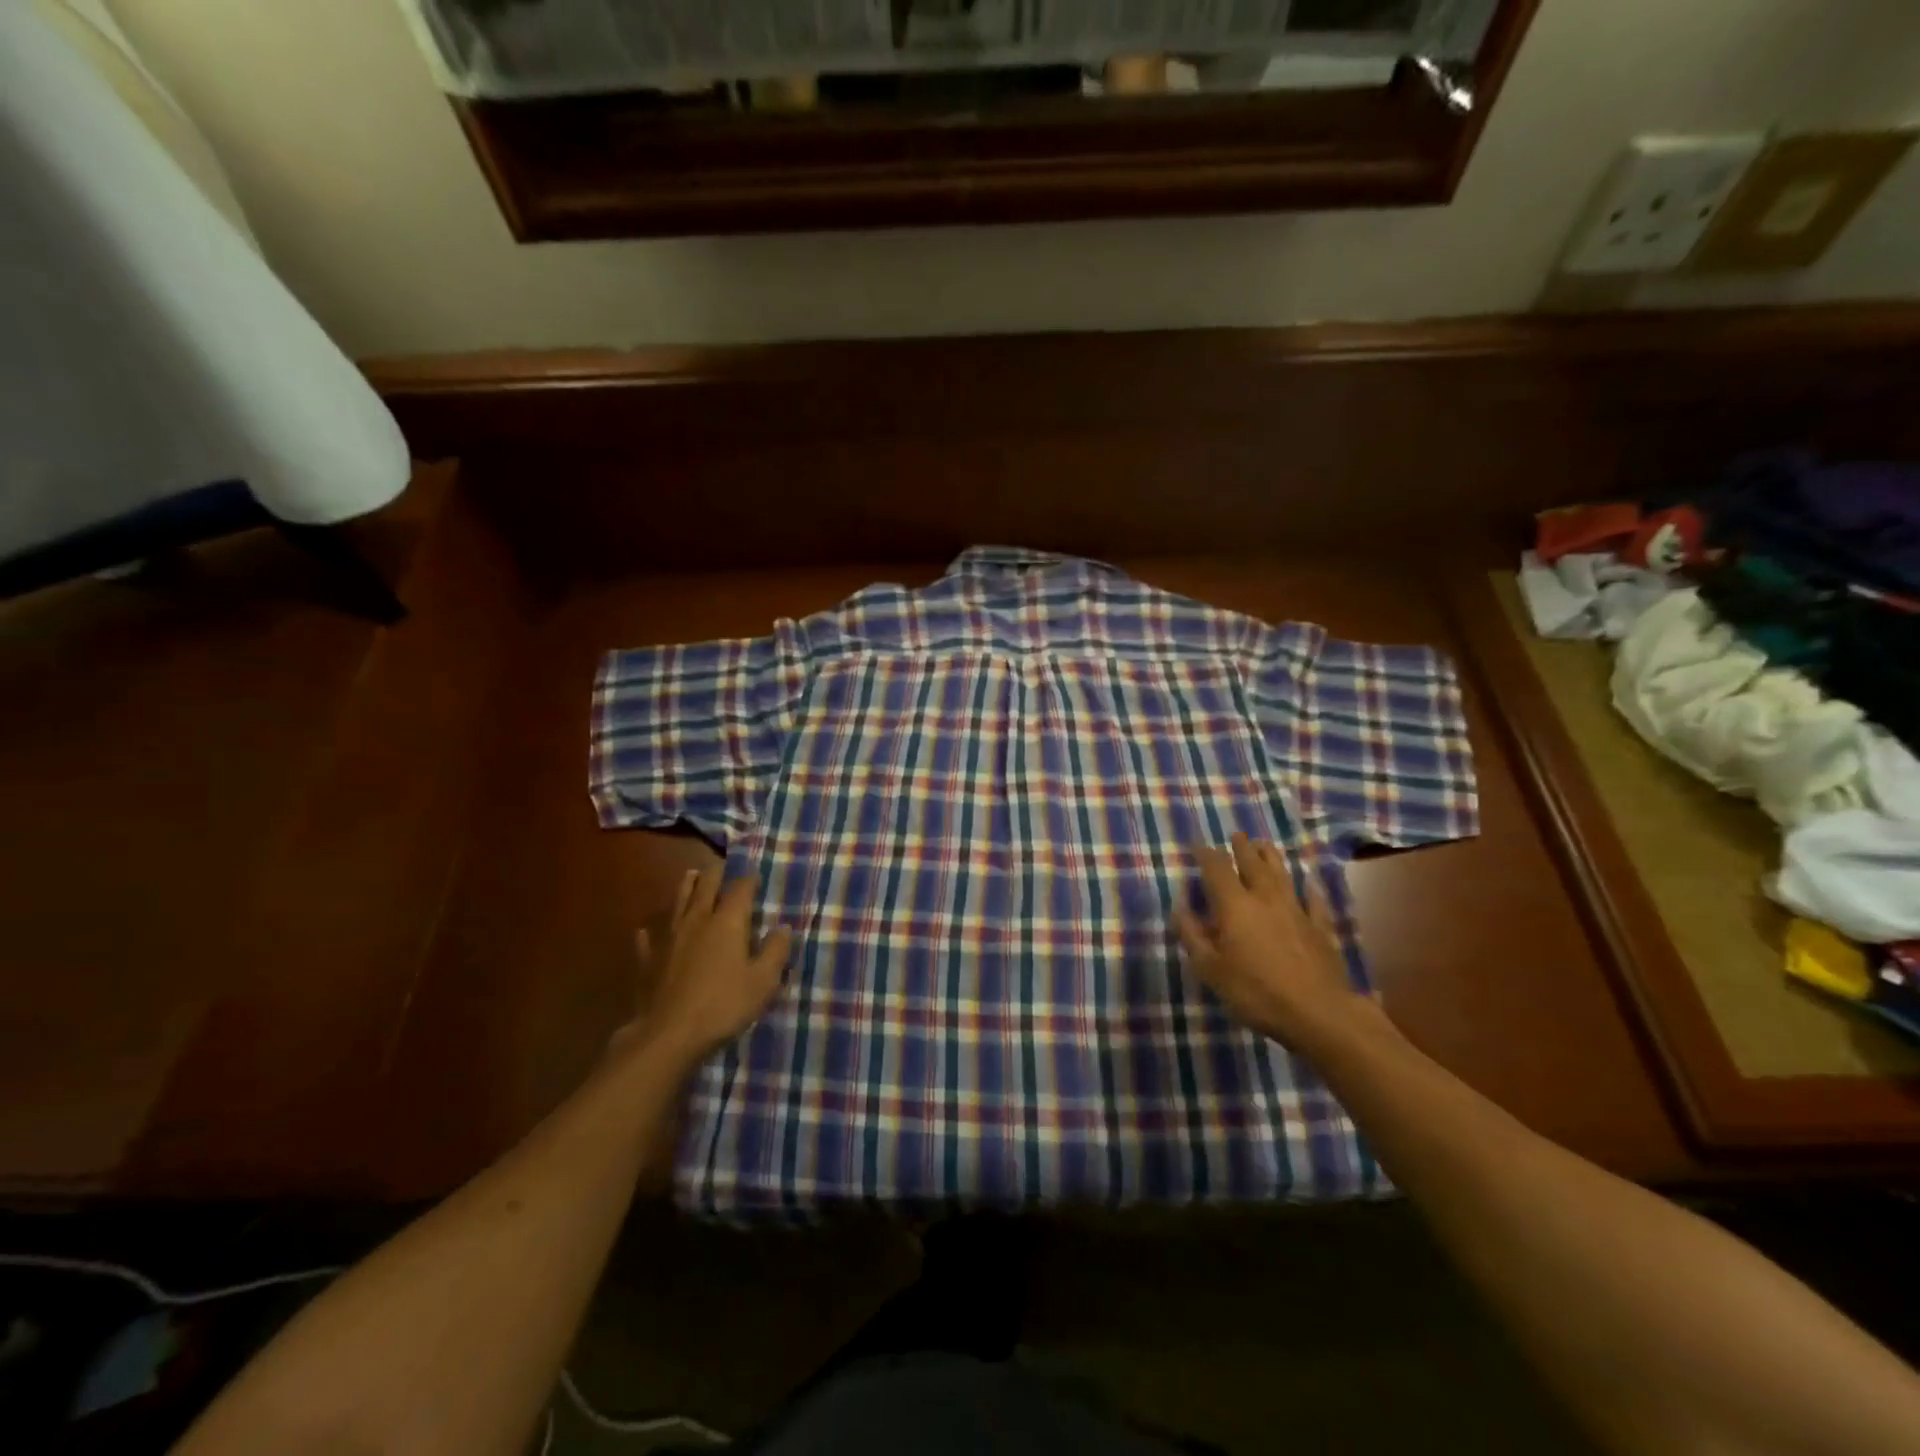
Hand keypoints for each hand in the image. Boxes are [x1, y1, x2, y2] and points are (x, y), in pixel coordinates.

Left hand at [619, 865, 792, 1070]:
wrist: (669, 1035)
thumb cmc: (724, 1004)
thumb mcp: (763, 981)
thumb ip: (775, 951)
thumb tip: (783, 928)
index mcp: (727, 922)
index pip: (740, 889)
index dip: (749, 879)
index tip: (755, 873)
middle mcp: (697, 920)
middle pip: (706, 887)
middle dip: (715, 873)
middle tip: (721, 864)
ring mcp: (669, 938)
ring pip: (677, 903)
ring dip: (686, 887)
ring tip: (691, 875)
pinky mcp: (648, 960)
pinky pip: (649, 939)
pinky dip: (651, 932)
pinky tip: (647, 931)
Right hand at [1175, 832, 1368, 1052]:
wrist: (1319, 1013)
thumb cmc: (1256, 992)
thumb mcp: (1211, 969)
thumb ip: (1193, 936)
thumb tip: (1180, 908)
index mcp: (1235, 906)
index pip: (1217, 869)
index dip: (1206, 854)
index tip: (1198, 844)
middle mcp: (1265, 899)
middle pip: (1252, 865)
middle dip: (1242, 848)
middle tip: (1237, 834)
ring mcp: (1297, 911)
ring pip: (1282, 875)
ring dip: (1272, 857)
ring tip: (1265, 844)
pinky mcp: (1321, 929)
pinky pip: (1314, 901)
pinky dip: (1310, 889)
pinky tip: (1310, 881)